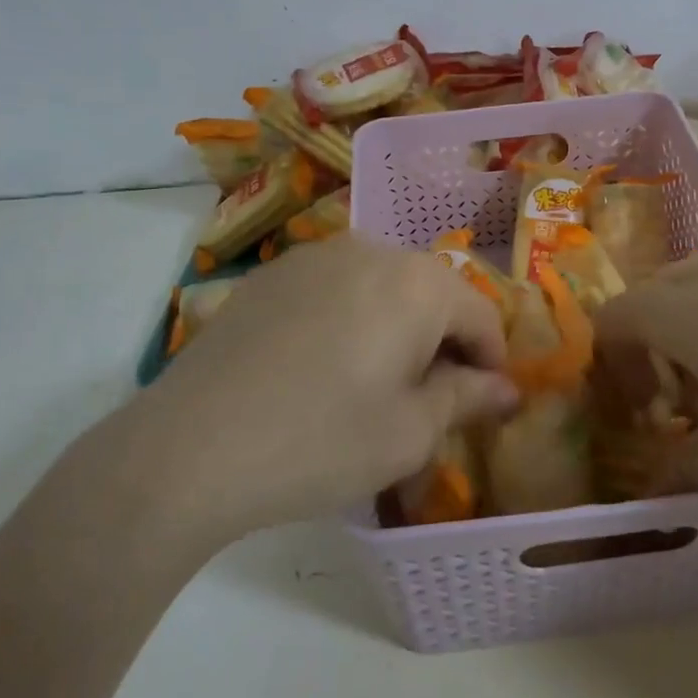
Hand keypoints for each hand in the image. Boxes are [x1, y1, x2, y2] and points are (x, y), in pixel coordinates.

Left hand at [101, 233, 517, 547]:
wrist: (191, 447)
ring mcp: (315, 255)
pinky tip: (322, 367)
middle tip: (428, 400)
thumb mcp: (410, 432)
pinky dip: (350, 319)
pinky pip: (335, 289)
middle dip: (442, 342)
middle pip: (431, 293)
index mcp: (417, 283)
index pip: (481, 313)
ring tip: (374, 383)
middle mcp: (371, 250)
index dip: (491, 361)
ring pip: (382, 287)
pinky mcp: (272, 274)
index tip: (483, 405)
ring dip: (396, 327)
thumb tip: (506, 388)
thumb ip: (467, 398)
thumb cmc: (322, 442)